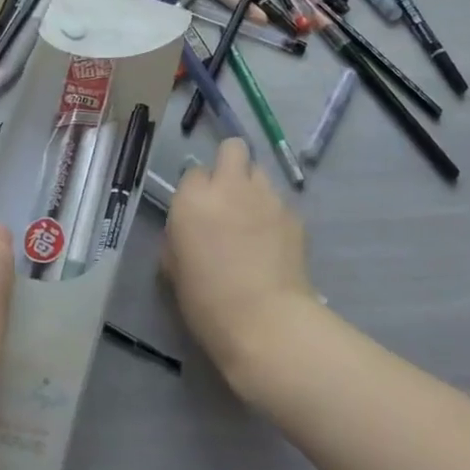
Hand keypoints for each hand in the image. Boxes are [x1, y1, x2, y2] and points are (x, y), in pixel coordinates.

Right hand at [163, 137, 320, 390]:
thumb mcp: (175, 268)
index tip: (198, 211)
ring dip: (253, 188)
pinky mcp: (294, 215)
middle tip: (228, 195)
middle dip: (230, 163)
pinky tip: (273, 243)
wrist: (265, 322)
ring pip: (260, 173)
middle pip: (233, 148)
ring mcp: (267, 197)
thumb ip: (179, 235)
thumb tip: (191, 228)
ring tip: (253, 220)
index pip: (193, 171)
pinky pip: (280, 202)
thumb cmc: (208, 302)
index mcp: (194, 198)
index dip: (197, 190)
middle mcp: (230, 186)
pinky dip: (274, 215)